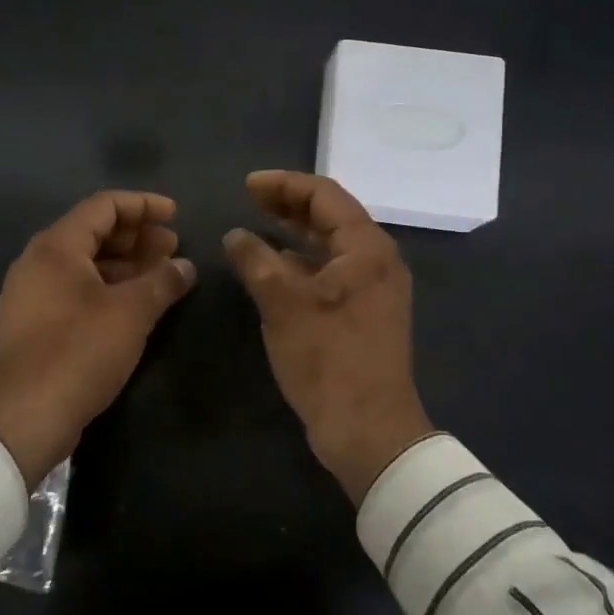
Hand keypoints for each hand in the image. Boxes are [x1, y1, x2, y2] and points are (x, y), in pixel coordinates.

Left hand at [0, 191, 195, 487]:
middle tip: (174, 246)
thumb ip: (162, 281)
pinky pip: (78, 288)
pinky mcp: (36, 322)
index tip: (176, 216)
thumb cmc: (80, 351)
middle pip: (94, 232)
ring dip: (126, 264)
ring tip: (163, 274)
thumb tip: (185, 266)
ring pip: (87, 263)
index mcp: (57, 246)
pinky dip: (109, 287)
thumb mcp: (131, 312)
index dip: (144, 205)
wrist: (26, 417)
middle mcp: (39, 261)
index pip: (104, 206)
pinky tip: (137, 303)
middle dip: (138, 236)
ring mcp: (34, 293)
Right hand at [223, 171, 435, 503]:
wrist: (369, 430)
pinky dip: (303, 262)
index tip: (247, 185)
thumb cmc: (329, 359)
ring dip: (295, 233)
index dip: (284, 184)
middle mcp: (377, 260)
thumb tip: (236, 235)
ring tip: (258, 225)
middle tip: (250, 199)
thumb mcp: (283, 304)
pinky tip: (275, 267)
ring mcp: (374, 288)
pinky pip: (332, 271)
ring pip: (331, 245)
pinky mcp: (365, 313)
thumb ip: (256, 261)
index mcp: (367, 248)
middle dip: (289, 204)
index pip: (325, 195)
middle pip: (331, 216)